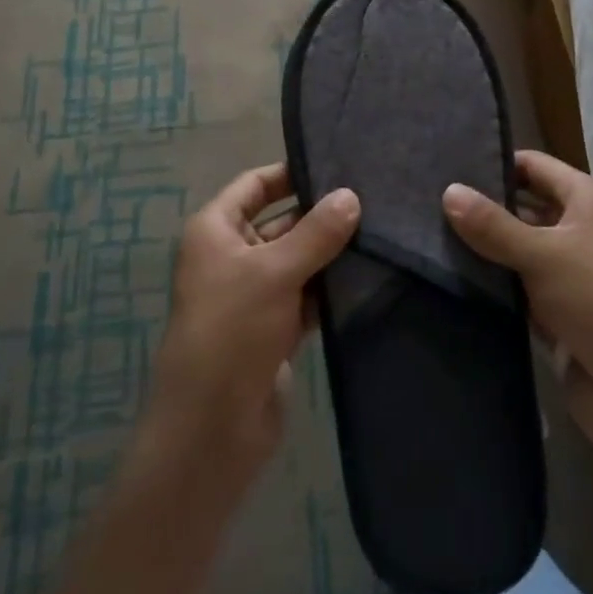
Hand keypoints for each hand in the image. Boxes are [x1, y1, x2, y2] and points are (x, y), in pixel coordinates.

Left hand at [144, 164, 359, 491]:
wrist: (212, 429)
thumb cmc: (232, 331)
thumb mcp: (274, 272)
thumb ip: (316, 232)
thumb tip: (351, 195)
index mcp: (215, 231)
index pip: (255, 185)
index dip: (290, 173)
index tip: (336, 164)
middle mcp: (231, 256)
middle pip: (280, 221)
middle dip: (319, 214)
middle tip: (372, 198)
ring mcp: (253, 295)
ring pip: (296, 260)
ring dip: (329, 253)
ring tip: (380, 230)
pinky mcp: (274, 330)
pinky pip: (306, 296)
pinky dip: (329, 288)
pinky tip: (368, 275)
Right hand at [443, 151, 592, 487]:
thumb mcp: (544, 255)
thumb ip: (493, 225)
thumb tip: (447, 190)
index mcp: (588, 201)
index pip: (533, 165)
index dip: (495, 163)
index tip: (446, 164)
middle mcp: (581, 230)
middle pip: (523, 207)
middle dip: (482, 207)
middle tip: (427, 200)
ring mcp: (570, 274)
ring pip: (517, 250)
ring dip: (483, 249)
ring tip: (426, 235)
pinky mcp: (559, 314)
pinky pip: (518, 288)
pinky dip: (493, 285)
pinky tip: (450, 277)